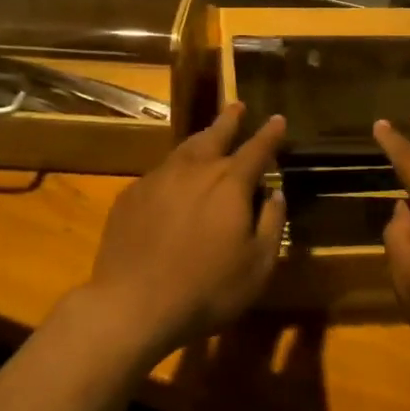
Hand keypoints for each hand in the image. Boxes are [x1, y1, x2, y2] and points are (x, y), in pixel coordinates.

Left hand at [82, 104, 286, 356]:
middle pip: (215, 135)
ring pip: (185, 149)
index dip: (270, 134)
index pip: (256, 149)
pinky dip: (173, 169)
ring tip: (208, 134)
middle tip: (237, 106)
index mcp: (229, 183)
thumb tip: (276, 193)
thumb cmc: (206, 290)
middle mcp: (194, 170)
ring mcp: (158, 179)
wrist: (133, 304)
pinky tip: (172, 179)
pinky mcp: (131, 195)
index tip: (278, 119)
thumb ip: (271, 223)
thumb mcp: (257, 266)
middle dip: (230, 120)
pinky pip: (159, 172)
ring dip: (201, 139)